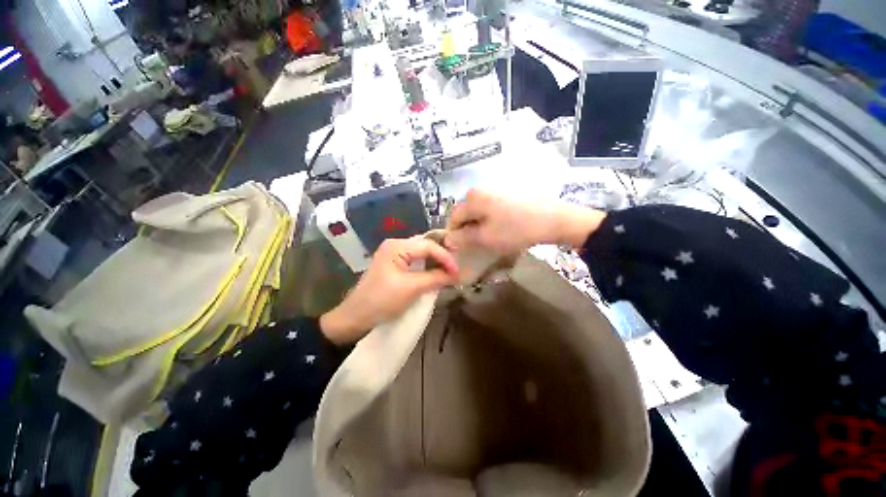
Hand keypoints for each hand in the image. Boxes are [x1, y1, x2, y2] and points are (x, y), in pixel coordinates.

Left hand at [319, 237, 459, 343]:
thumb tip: (456, 275)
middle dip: (442, 257)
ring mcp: (392, 254)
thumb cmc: (382, 301)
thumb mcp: (411, 288)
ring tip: (449, 271)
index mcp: (397, 246)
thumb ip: (435, 278)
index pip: (428, 245)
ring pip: (421, 253)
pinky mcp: (393, 264)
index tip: (457, 272)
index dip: (445, 258)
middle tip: (455, 269)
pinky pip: (414, 261)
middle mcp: (395, 245)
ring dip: (435, 262)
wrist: (355, 317)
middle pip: (425, 246)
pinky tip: (435, 272)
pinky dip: (426, 266)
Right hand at [445, 189, 606, 253]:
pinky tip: (505, 227)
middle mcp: (481, 189)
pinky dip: (493, 219)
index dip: (455, 234)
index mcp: (472, 198)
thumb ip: (463, 239)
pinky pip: (492, 207)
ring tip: (493, 237)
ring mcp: (496, 189)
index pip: (453, 218)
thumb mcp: (485, 238)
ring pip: (480, 211)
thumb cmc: (515, 229)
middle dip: (469, 229)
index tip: (462, 248)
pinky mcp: (509, 192)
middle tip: (479, 244)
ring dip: (481, 225)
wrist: (554, 219)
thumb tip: (448, 239)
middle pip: (466, 213)